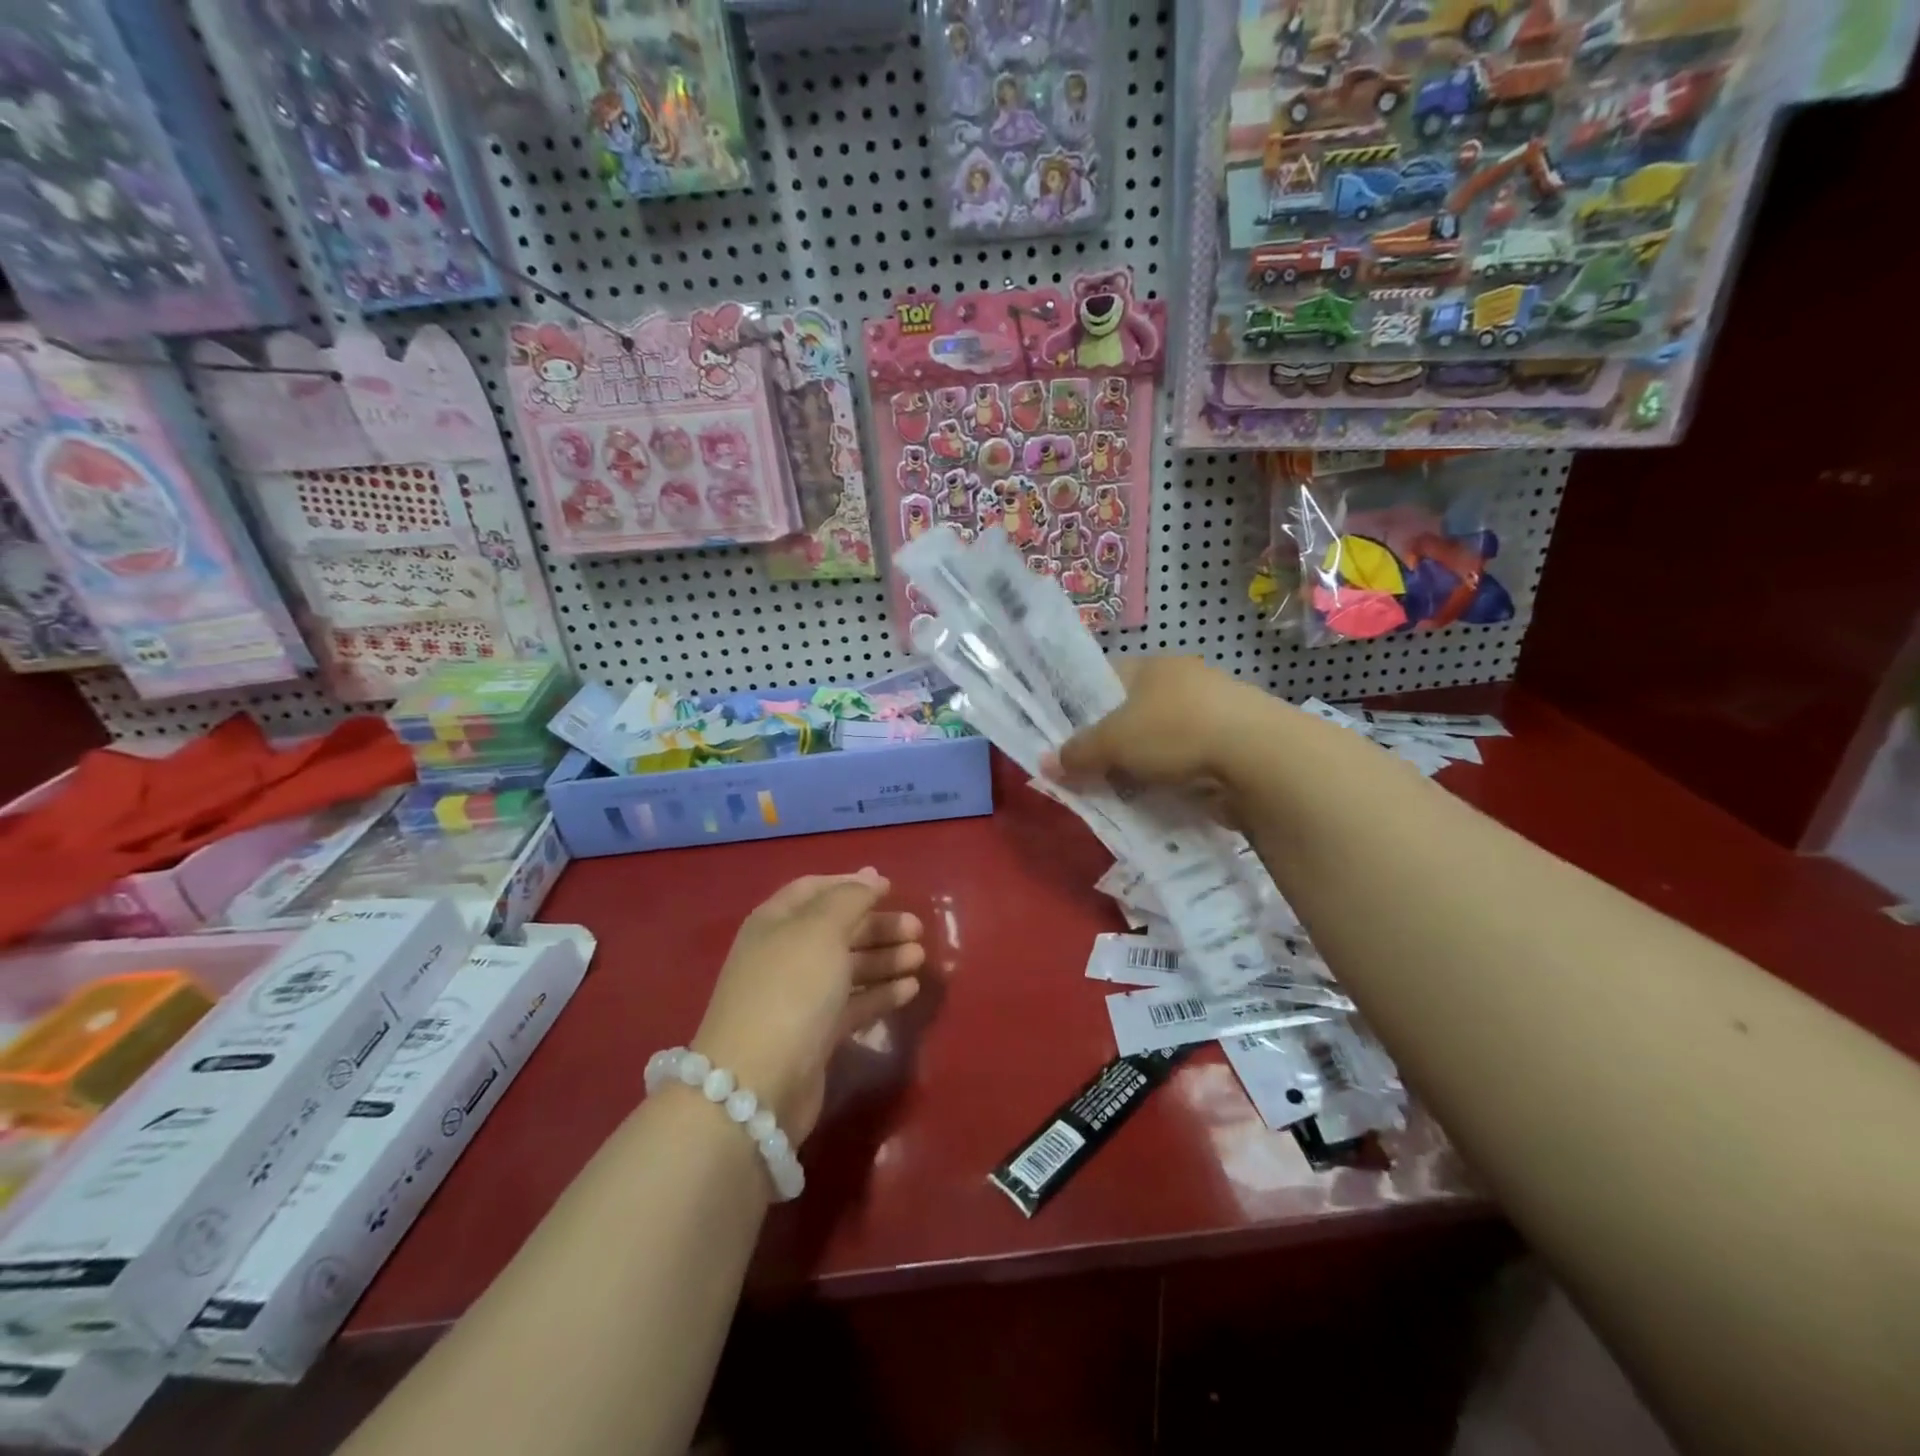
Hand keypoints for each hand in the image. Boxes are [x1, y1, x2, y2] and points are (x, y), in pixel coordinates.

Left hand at [691, 870, 924, 1143]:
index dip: (851, 884)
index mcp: (776, 922)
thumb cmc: (791, 989)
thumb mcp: (821, 930)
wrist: (757, 1084)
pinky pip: (852, 1004)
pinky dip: (880, 994)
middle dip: (876, 925)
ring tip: (920, 957)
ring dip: (884, 959)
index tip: (889, 887)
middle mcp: (784, 954)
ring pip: (847, 968)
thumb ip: (850, 899)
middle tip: (916, 928)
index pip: (815, 889)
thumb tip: (871, 876)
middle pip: (836, 929)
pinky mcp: (814, 1035)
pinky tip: (910, 989)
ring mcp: (798, 997)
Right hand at [1047, 656, 1270, 788]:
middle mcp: (1182, 682)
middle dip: (1108, 741)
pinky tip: (1152, 798)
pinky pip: (1183, 762)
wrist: (1258, 758)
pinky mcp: (1230, 746)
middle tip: (1081, 769)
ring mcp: (1210, 713)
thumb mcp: (1114, 742)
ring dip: (1138, 764)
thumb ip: (1077, 752)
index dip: (1078, 702)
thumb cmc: (1175, 731)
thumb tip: (1044, 764)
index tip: (1060, 732)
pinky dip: (1168, 779)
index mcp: (1152, 666)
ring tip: (1113, 791)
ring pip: (1157, 740)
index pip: (1103, 677)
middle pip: (1130, 712)